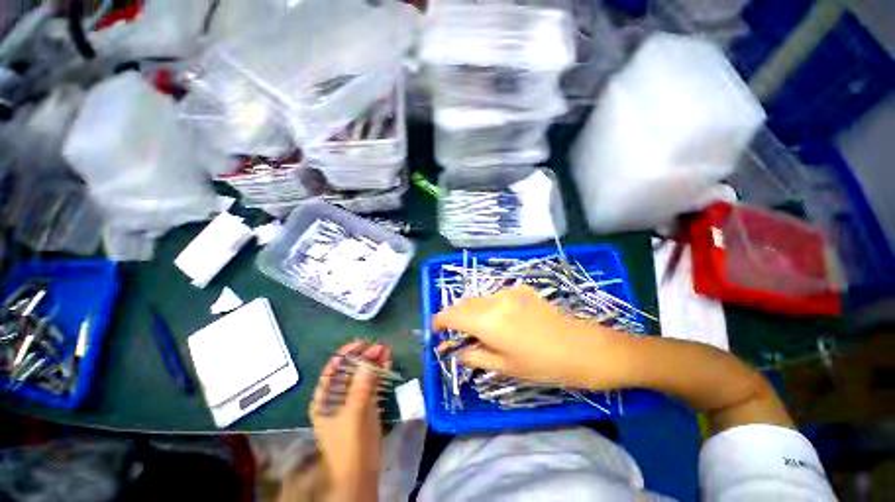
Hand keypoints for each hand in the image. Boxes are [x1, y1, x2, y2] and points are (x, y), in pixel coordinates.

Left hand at [310, 341, 388, 501]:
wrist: (359, 472)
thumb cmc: (347, 445)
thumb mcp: (353, 413)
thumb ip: (361, 385)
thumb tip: (370, 358)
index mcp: (325, 397)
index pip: (333, 368)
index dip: (346, 354)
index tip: (362, 343)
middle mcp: (338, 395)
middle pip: (350, 369)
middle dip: (364, 356)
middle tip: (380, 347)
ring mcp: (353, 399)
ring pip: (363, 375)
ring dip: (374, 362)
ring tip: (386, 351)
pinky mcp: (367, 404)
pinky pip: (373, 383)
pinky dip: (380, 372)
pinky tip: (387, 363)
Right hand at [433, 285, 633, 389]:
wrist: (586, 347)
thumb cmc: (544, 364)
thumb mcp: (505, 367)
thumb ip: (475, 356)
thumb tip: (457, 352)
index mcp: (487, 320)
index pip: (451, 314)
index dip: (439, 322)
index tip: (436, 332)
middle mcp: (494, 299)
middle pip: (463, 303)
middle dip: (455, 317)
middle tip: (457, 335)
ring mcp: (509, 291)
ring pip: (479, 299)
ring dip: (472, 312)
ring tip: (480, 330)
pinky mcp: (521, 290)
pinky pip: (495, 297)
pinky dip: (488, 307)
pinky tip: (502, 322)